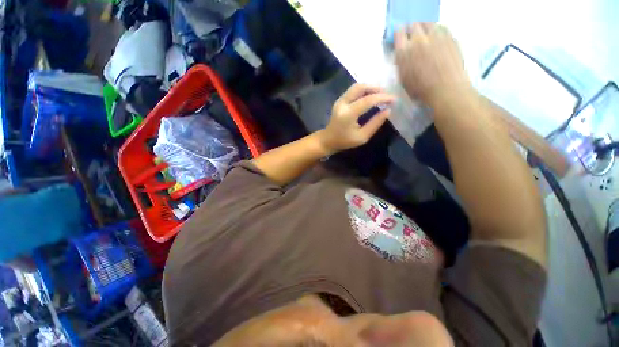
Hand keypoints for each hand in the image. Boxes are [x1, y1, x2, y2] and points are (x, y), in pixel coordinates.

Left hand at [318, 84, 394, 153]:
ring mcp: (339, 100)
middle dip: (376, 89)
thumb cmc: (345, 141)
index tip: (394, 99)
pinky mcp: (339, 100)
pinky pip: (353, 90)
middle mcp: (342, 104)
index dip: (382, 98)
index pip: (368, 100)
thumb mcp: (362, 137)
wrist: (328, 140)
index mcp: (348, 114)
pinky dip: (363, 90)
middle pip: (360, 87)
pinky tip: (370, 96)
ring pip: (356, 87)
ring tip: (380, 95)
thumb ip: (375, 123)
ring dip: (369, 88)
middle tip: (386, 95)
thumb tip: (387, 110)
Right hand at [395, 23, 472, 105]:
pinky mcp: (450, 36)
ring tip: (426, 37)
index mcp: (404, 51)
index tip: (401, 38)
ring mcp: (436, 36)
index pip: (398, 33)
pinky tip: (438, 40)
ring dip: (425, 28)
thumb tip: (401, 54)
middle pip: (413, 25)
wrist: (446, 88)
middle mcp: (418, 39)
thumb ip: (401, 63)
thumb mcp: (403, 79)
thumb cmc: (420, 89)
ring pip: (428, 23)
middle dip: (412, 30)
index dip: (399, 34)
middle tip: (413, 37)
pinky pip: (442, 27)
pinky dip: (438, 31)